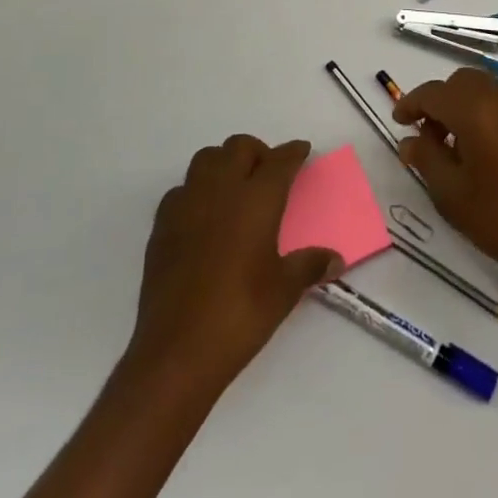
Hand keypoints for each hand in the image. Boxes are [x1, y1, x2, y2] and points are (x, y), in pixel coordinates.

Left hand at [128, 135, 340, 392]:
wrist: (178, 349)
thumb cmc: (240, 313)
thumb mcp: (284, 290)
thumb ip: (310, 266)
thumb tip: (335, 260)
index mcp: (256, 199)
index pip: (279, 161)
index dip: (293, 152)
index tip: (302, 150)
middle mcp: (221, 190)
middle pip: (239, 148)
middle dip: (258, 152)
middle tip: (270, 172)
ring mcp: (187, 204)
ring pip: (206, 159)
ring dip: (224, 162)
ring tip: (236, 186)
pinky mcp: (162, 224)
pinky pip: (182, 189)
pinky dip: (197, 189)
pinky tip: (204, 214)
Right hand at [392, 69, 497, 295]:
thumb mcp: (454, 196)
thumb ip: (427, 160)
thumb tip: (410, 141)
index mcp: (476, 110)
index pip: (433, 92)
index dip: (411, 104)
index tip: (400, 122)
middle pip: (462, 83)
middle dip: (440, 102)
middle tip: (429, 135)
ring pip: (487, 91)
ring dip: (466, 108)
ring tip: (458, 148)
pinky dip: (490, 116)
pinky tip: (489, 154)